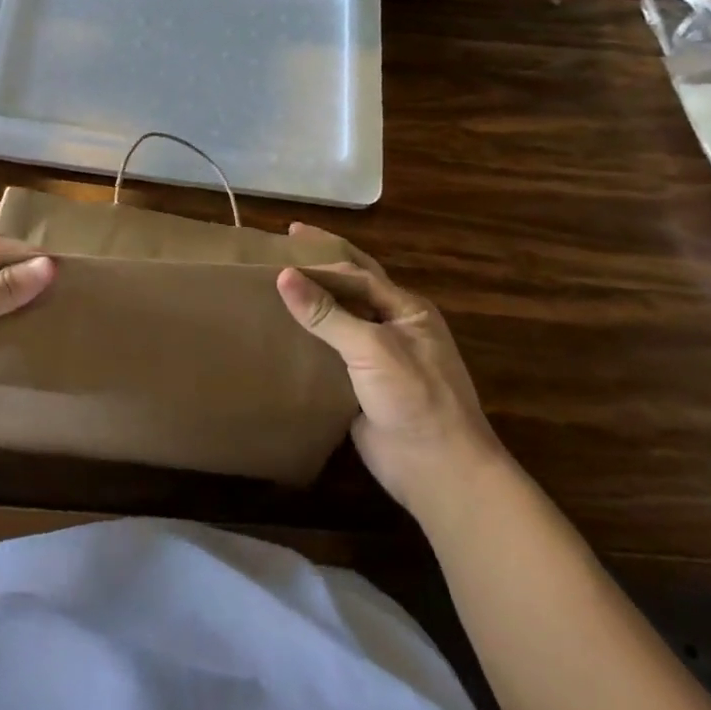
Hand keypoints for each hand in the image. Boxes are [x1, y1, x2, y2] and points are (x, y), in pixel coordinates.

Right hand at [275, 252, 498, 519]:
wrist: (439, 472)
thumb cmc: (416, 398)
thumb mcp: (372, 348)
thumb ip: (328, 314)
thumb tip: (284, 275)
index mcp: (406, 309)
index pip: (358, 271)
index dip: (324, 254)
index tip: (287, 237)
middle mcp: (392, 327)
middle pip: (351, 288)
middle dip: (320, 267)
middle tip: (283, 245)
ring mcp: (376, 359)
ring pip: (337, 320)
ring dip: (310, 303)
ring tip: (271, 285)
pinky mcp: (359, 387)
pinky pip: (328, 353)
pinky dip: (305, 340)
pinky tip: (278, 333)